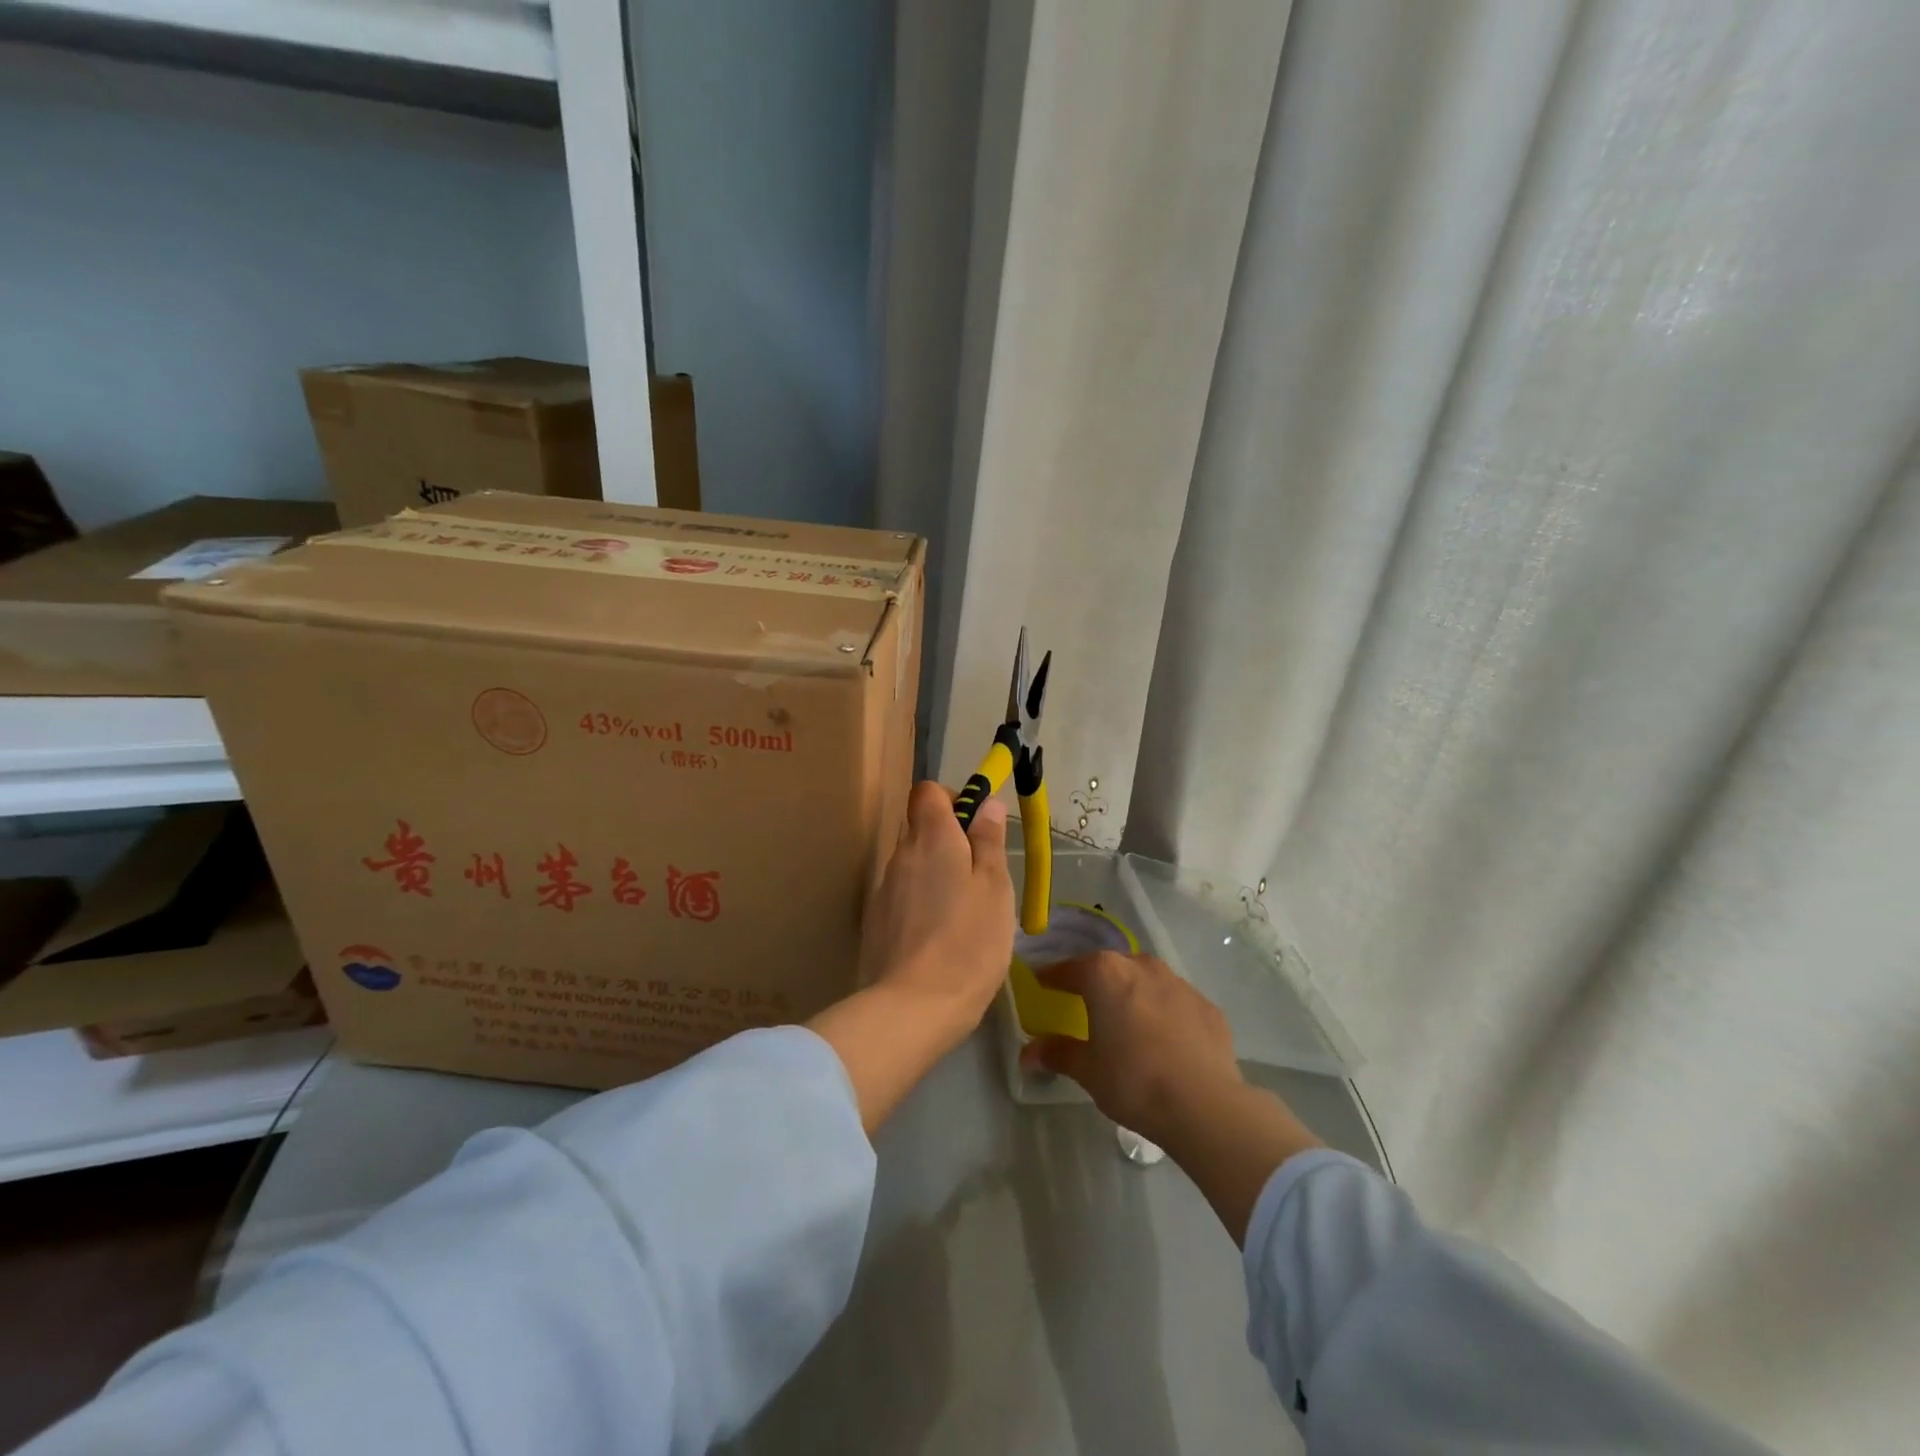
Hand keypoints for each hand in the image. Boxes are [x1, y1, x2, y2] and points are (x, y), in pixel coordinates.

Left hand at [857, 779, 1014, 1032]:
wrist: (912, 1007)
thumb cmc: (968, 942)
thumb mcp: (995, 888)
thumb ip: (989, 841)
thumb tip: (987, 803)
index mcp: (932, 838)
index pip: (927, 792)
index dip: (950, 798)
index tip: (975, 824)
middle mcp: (900, 854)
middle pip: (918, 827)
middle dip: (947, 839)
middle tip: (979, 874)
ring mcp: (883, 889)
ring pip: (911, 863)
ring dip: (934, 872)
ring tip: (963, 910)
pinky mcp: (875, 921)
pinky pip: (901, 894)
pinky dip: (920, 901)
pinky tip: (939, 935)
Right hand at [1020, 951, 1240, 1143]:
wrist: (1204, 1103)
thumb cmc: (1133, 1080)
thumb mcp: (1087, 1070)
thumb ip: (1058, 1053)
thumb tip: (1029, 1053)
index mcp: (1105, 974)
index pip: (1070, 968)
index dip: (1053, 976)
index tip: (1043, 983)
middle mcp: (1141, 966)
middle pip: (1111, 967)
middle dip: (1097, 981)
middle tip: (1086, 1002)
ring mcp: (1178, 983)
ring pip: (1146, 979)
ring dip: (1133, 993)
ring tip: (1128, 1020)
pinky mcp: (1207, 1006)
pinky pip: (1175, 1002)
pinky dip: (1165, 1013)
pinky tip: (1165, 1040)